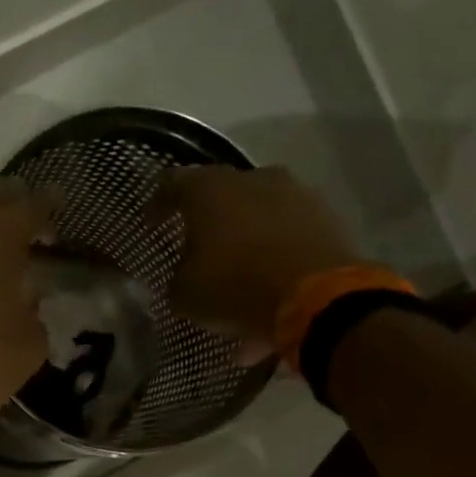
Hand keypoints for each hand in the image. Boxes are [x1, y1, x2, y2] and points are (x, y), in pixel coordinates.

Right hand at [151, 166, 362, 352]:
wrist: (315, 298)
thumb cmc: (235, 287)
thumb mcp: (184, 295)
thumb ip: (177, 278)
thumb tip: (181, 277)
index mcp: (210, 190)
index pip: (172, 184)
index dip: (158, 205)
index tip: (152, 226)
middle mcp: (253, 178)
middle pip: (221, 194)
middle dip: (207, 221)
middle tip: (196, 248)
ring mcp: (294, 194)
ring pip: (257, 212)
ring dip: (244, 237)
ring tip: (236, 271)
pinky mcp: (324, 216)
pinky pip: (286, 232)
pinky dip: (273, 252)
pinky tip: (266, 282)